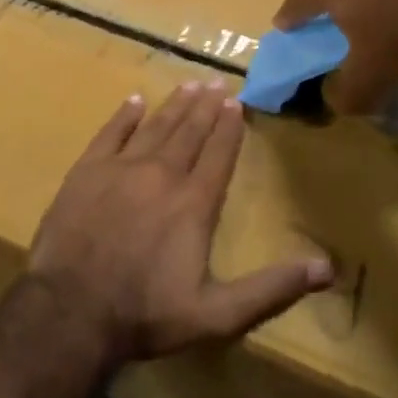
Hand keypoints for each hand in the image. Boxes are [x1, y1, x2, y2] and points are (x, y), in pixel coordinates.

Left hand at [25, 81, 334, 370]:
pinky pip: (110, 133)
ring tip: (189, 85)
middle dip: (205, 107)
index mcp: (194, 203)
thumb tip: (327, 268)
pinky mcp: (86, 171)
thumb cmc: (146, 314)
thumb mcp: (218, 314)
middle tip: (216, 82)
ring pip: (155, 127)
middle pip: (188, 132)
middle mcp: (161, 174)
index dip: (229, 128)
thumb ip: (271, 288)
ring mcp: (121, 168)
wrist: (70, 310)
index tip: (237, 102)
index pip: (218, 154)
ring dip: (174, 105)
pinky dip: (124, 115)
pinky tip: (134, 101)